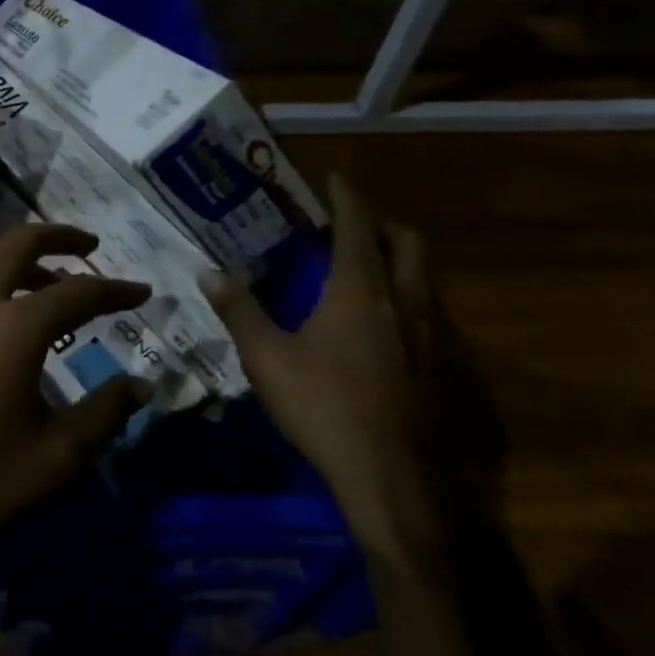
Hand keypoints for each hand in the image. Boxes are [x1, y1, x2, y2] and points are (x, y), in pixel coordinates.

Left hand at [0, 224, 151, 562]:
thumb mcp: (51, 460)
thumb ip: (102, 416)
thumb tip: (141, 385)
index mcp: (13, 327)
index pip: (78, 292)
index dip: (116, 290)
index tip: (144, 292)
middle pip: (18, 244)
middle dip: (58, 237)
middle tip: (89, 246)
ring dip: (26, 266)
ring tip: (56, 290)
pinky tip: (8, 330)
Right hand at [206, 174, 438, 558]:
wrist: (393, 477)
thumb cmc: (323, 407)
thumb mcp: (266, 358)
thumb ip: (239, 310)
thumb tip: (209, 273)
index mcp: (359, 292)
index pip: (358, 228)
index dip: (348, 198)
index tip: (337, 178)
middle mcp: (404, 303)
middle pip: (409, 244)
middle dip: (384, 224)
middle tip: (353, 225)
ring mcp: (433, 337)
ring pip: (424, 279)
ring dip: (399, 261)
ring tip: (366, 269)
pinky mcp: (445, 368)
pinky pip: (429, 313)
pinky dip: (408, 299)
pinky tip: (383, 326)